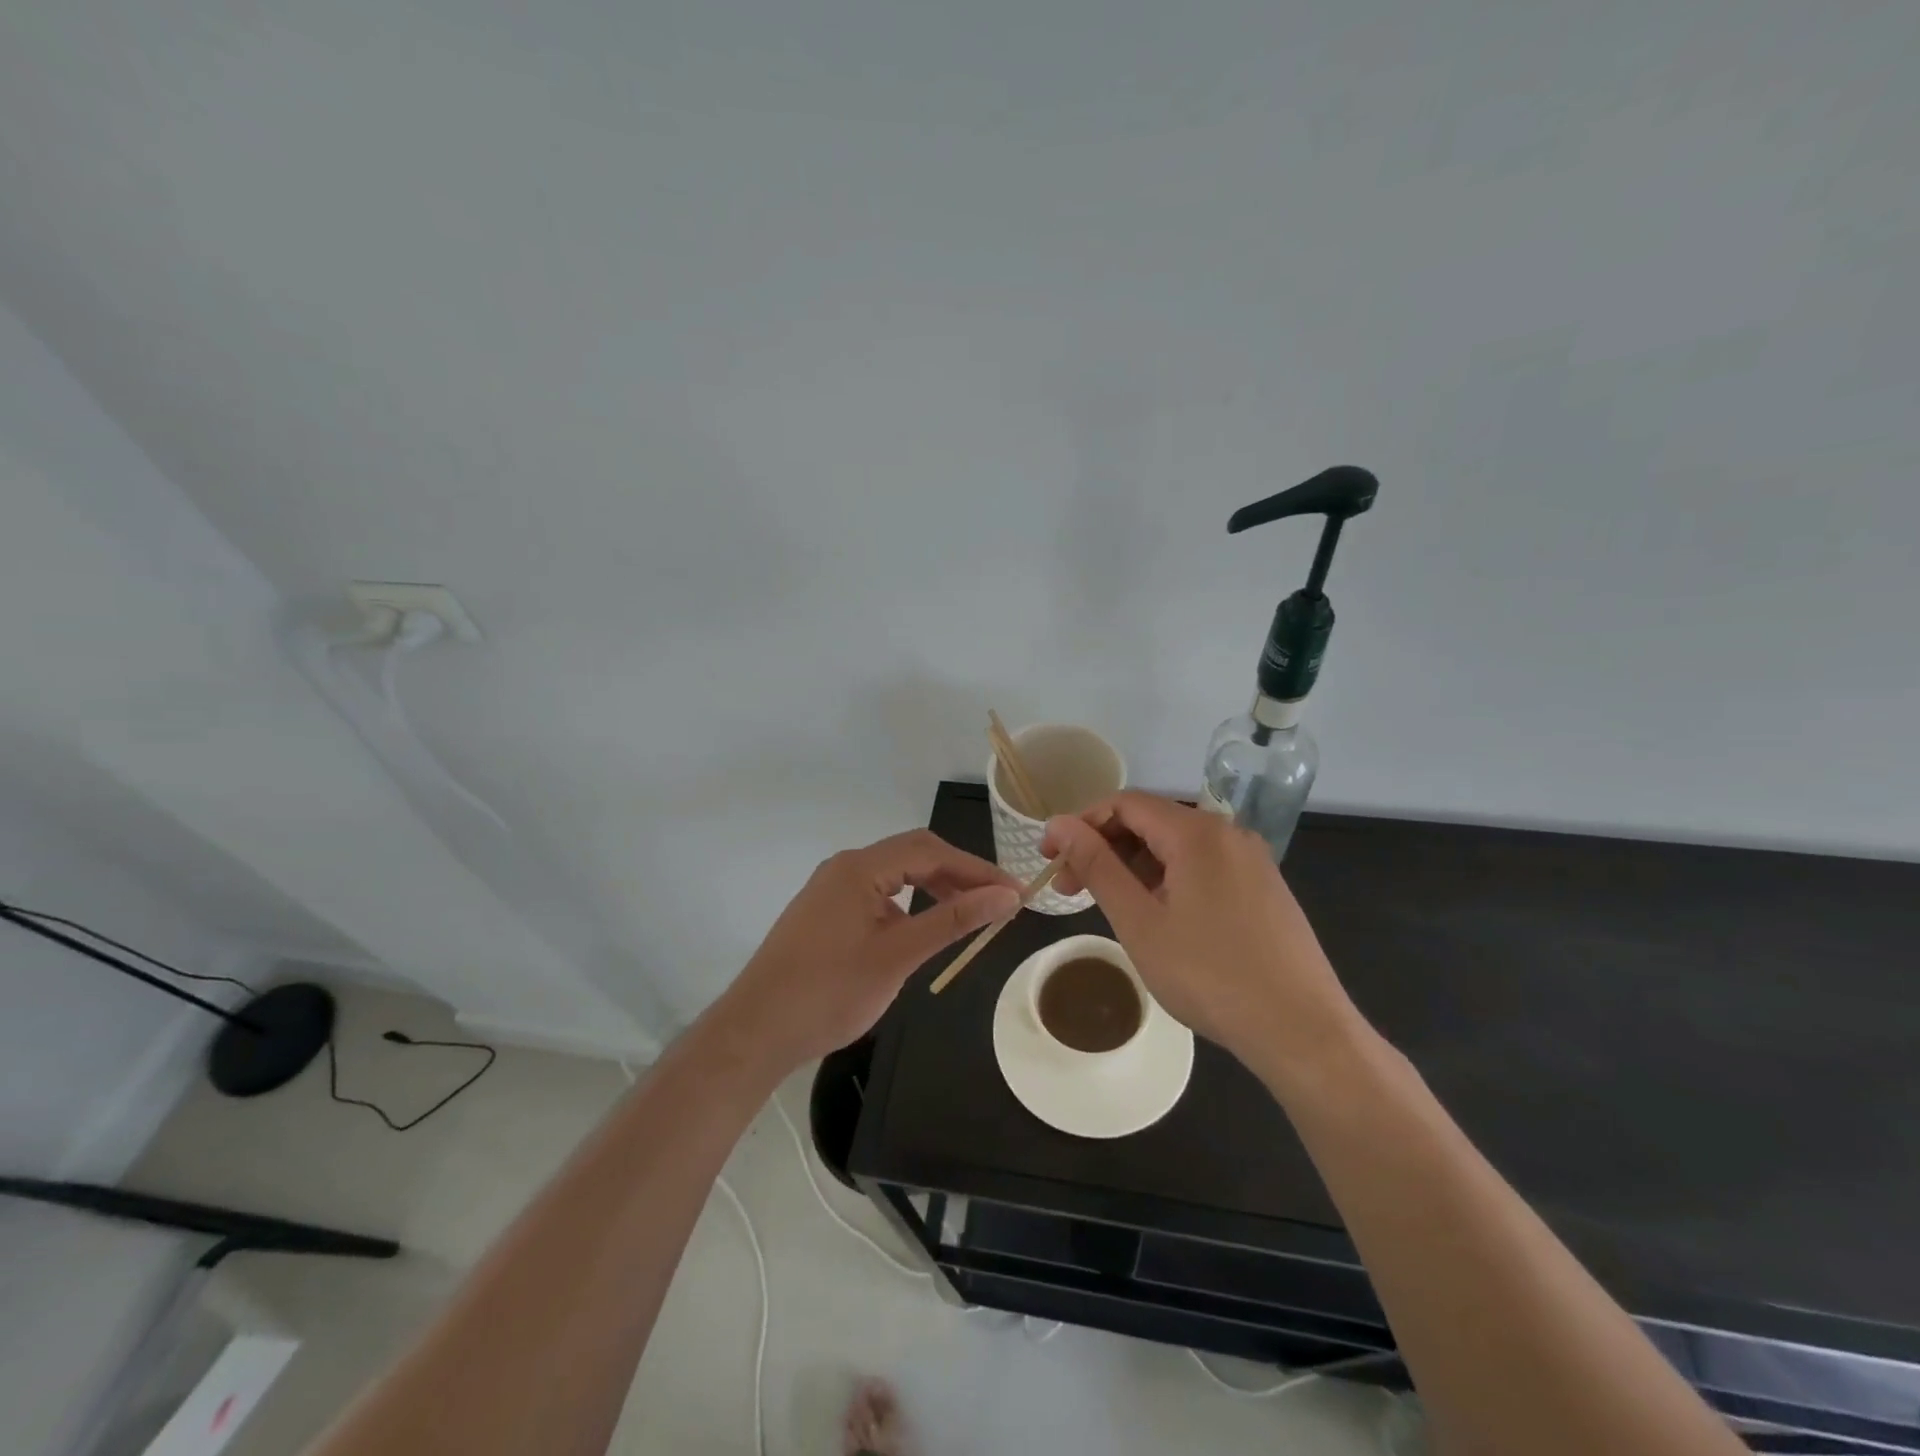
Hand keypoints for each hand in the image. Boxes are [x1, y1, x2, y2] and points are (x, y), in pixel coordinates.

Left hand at [714, 830, 1019, 1072]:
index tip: (1015, 891)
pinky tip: (921, 929)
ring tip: (967, 914)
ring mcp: (831, 889)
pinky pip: (877, 894)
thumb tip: (1006, 896)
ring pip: (894, 874)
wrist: (756, 1032)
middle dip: (958, 874)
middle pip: (912, 855)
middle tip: (997, 901)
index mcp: (860, 867)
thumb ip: (953, 921)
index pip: (931, 851)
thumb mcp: (898, 955)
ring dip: (933, 887)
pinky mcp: (825, 912)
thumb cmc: (829, 992)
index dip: (977, 869)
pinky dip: (908, 904)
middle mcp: (844, 867)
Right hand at [1042, 792, 1369, 1082]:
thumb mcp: (1139, 922)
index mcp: (1197, 832)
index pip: (1124, 804)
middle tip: (1072, 890)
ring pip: (1177, 847)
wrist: (1303, 1031)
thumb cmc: (1210, 976)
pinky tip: (1157, 916)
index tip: (1051, 859)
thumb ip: (1096, 866)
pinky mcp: (1263, 887)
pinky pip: (1203, 866)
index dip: (1081, 824)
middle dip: (1105, 848)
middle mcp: (1227, 832)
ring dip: (1134, 866)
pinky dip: (1167, 880)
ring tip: (1111, 907)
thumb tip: (1058, 824)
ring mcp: (1251, 860)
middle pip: (1151, 822)